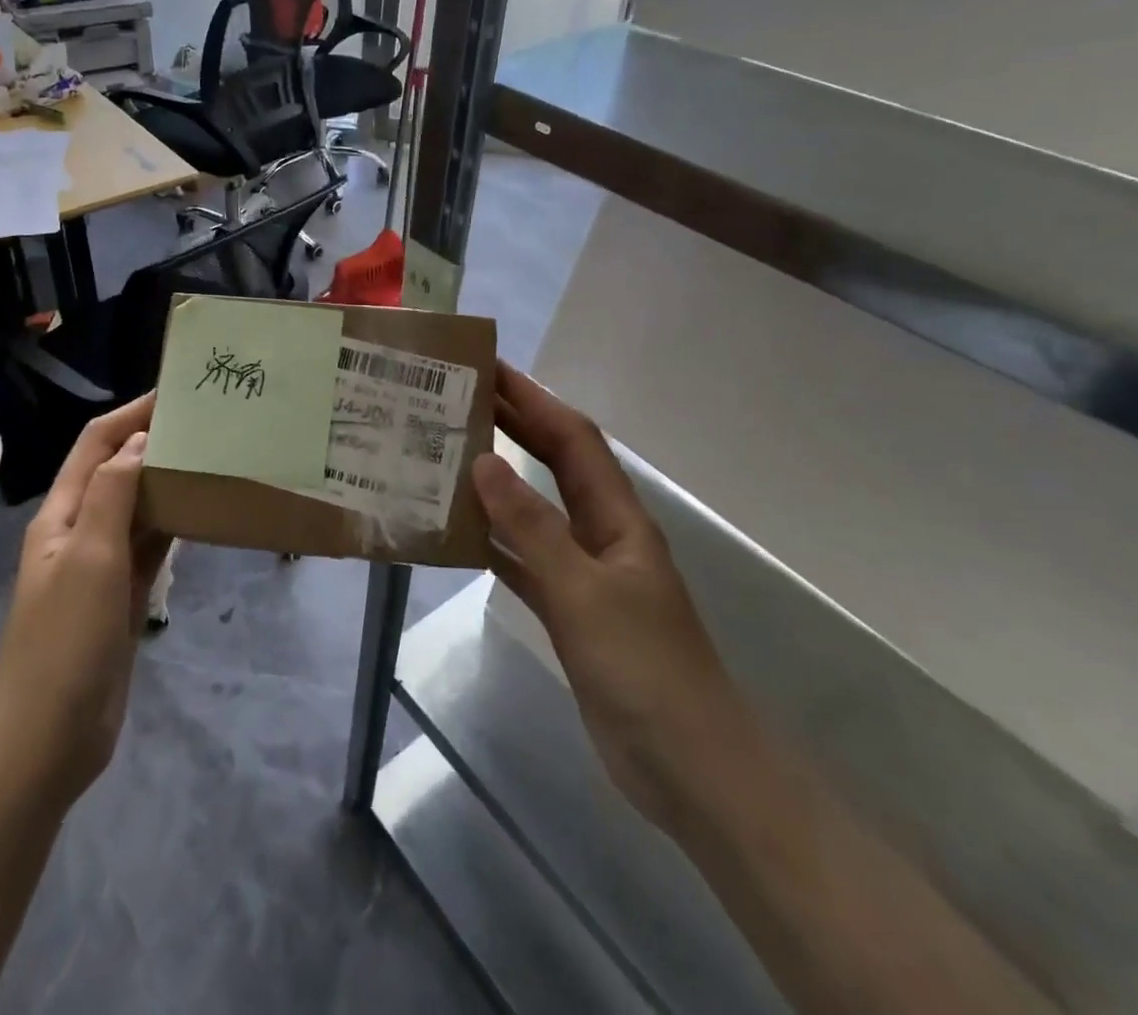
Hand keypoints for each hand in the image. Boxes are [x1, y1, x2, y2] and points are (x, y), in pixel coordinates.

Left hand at [0, 395, 169, 806]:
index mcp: (62, 513)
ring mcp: (102, 565)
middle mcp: (79, 530)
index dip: (131, 415)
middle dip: (155, 443)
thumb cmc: (64, 640)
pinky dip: (175, 525)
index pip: (97, 444)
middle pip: (118, 471)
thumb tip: (141, 440)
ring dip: (168, 482)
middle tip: (209, 425)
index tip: (178, 394)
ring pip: (138, 507)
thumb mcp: (88, 557)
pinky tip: (205, 513)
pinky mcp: (122, 596)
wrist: (47, 739)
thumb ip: (113, 494)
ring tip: (215, 459)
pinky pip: (151, 546)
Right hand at [474, 365, 747, 819]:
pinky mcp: (570, 611)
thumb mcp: (582, 591)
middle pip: (556, 463)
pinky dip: (496, 542)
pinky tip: (460, 534)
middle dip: (515, 425)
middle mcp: (602, 533)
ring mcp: (586, 574)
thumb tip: (483, 462)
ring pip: (536, 510)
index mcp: (617, 516)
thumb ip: (531, 527)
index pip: (572, 438)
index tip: (489, 369)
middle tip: (460, 399)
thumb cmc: (643, 668)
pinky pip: (525, 561)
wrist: (688, 768)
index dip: (533, 398)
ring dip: (499, 481)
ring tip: (448, 454)